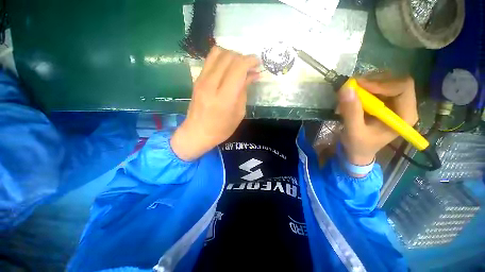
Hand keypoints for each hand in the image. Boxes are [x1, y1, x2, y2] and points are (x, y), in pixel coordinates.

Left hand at [171, 47, 259, 160]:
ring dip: (232, 55)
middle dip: (243, 57)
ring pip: (218, 53)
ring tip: (239, 66)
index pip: (238, 68)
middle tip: (250, 67)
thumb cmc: (221, 129)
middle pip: (228, 57)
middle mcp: (211, 85)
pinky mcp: (197, 79)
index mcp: (224, 98)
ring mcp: (201, 80)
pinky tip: (228, 69)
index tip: (258, 63)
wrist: (196, 133)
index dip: (250, 61)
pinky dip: (222, 58)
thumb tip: (253, 74)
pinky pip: (210, 59)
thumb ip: (244, 91)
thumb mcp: (239, 113)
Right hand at [338, 77, 418, 165]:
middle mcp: (404, 105)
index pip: (403, 87)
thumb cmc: (359, 145)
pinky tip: (352, 97)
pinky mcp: (384, 102)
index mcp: (404, 115)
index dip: (382, 84)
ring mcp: (394, 102)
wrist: (358, 150)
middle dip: (372, 82)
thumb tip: (346, 88)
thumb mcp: (353, 131)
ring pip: (385, 81)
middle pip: (394, 81)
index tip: (359, 87)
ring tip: (350, 94)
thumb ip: (351, 111)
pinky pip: (376, 87)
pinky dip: (362, 88)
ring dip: (366, 85)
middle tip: (352, 87)